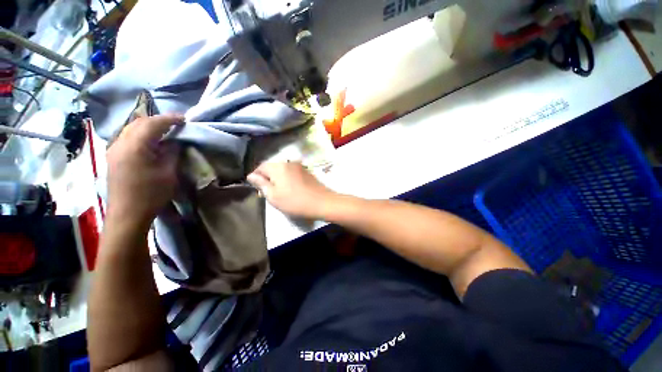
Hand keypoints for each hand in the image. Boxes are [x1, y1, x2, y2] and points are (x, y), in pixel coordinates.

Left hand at [106, 115, 182, 228]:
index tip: (184, 119)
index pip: (152, 124)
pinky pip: (127, 137)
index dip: (169, 119)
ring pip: (131, 128)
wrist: (127, 214)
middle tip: (176, 124)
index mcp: (134, 146)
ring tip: (165, 131)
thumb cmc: (150, 194)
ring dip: (148, 126)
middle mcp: (120, 143)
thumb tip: (174, 141)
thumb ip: (171, 153)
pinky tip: (150, 141)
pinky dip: (140, 134)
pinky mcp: (113, 157)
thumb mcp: (168, 173)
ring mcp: (113, 149)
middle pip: (139, 122)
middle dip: (158, 120)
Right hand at [247, 162, 337, 219]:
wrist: (322, 202)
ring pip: (282, 170)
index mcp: (278, 166)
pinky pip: (292, 172)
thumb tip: (251, 175)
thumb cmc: (295, 201)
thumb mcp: (273, 196)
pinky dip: (287, 178)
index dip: (256, 176)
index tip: (256, 187)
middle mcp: (288, 162)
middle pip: (272, 167)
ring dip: (278, 178)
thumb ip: (261, 184)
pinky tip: (290, 188)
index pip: (260, 166)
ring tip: (279, 191)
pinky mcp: (306, 171)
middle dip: (267, 177)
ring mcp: (299, 166)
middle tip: (267, 191)